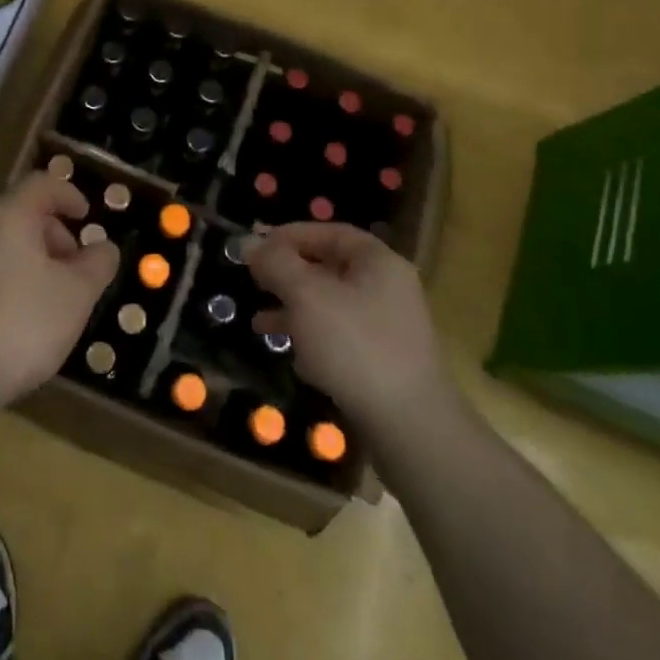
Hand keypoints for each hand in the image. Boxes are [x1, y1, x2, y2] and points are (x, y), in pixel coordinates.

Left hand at [0, 173, 116, 419]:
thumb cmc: (19, 325)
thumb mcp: (76, 296)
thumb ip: (98, 264)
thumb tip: (104, 247)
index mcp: (9, 215)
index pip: (42, 183)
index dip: (69, 194)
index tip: (87, 217)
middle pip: (20, 212)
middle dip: (53, 234)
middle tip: (74, 269)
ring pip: (0, 242)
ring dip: (30, 259)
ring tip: (50, 300)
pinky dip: (6, 279)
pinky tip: (16, 320)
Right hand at [245, 222, 453, 436]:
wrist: (409, 427)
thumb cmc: (355, 346)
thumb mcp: (307, 296)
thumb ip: (276, 264)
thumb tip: (250, 243)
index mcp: (378, 262)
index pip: (330, 233)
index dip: (290, 235)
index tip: (256, 246)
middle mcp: (387, 288)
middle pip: (329, 268)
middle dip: (288, 274)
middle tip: (254, 281)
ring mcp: (387, 327)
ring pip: (331, 304)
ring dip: (294, 308)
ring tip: (259, 321)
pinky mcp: (382, 361)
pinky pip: (340, 336)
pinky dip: (312, 337)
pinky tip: (290, 352)